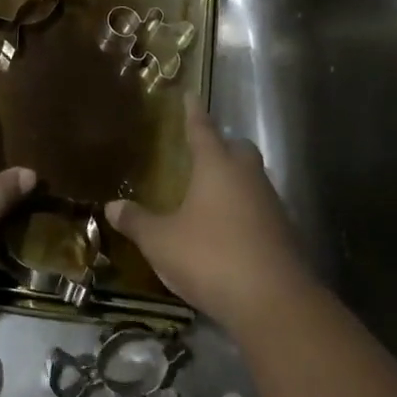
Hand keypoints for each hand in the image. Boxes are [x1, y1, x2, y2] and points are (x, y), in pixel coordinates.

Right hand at [105, 97, 307, 324]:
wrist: (274, 302)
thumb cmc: (210, 257)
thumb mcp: (161, 242)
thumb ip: (137, 222)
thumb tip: (112, 206)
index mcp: (217, 167)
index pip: (202, 129)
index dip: (193, 112)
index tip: (190, 94)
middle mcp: (247, 177)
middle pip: (238, 149)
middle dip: (222, 146)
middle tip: (201, 153)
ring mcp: (271, 204)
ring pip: (252, 179)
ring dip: (235, 181)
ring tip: (210, 195)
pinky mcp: (284, 232)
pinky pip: (261, 208)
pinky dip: (245, 211)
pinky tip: (228, 230)